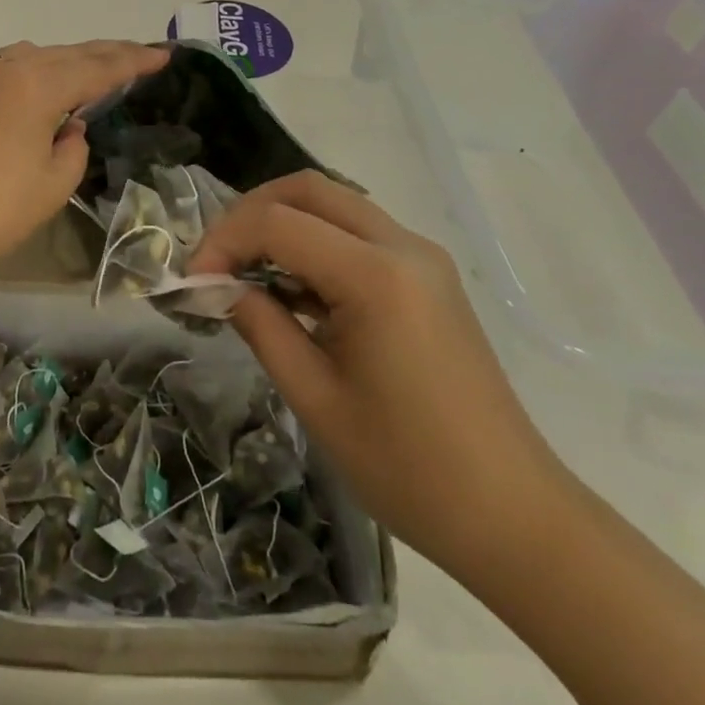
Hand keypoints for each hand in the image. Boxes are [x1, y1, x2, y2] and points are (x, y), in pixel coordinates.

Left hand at [0, 40, 169, 290]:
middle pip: (68, 53)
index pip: (99, 67)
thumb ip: (73, 150)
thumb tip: (69, 127)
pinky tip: (37, 91)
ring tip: (91, 71)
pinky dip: (34, 73)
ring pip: (34, 57)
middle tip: (139, 55)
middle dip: (106, 54)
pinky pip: (6, 70)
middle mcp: (7, 69)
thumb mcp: (51, 187)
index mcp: (38, 86)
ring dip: (67, 61)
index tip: (163, 56)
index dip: (135, 62)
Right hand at [190, 171, 575, 578]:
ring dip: (283, 224)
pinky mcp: (428, 277)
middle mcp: (403, 247)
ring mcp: (422, 258)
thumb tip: (217, 286)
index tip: (192, 282)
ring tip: (245, 273)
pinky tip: (292, 290)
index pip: (277, 223)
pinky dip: (314, 244)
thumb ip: (261, 326)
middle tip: (216, 261)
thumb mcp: (315, 398)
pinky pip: (358, 234)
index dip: (223, 242)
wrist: (512, 515)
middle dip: (249, 213)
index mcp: (376, 276)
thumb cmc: (408, 468)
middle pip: (309, 189)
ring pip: (335, 204)